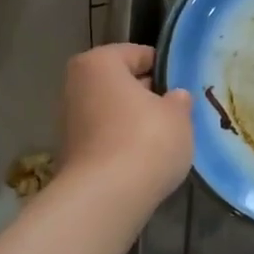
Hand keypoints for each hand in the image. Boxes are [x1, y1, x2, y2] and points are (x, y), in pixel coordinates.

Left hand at [60, 44, 193, 207]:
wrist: (105, 199)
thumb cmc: (145, 141)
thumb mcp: (178, 115)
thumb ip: (178, 100)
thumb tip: (174, 97)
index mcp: (99, 62)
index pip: (140, 54)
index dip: (166, 70)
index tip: (184, 88)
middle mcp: (77, 84)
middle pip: (122, 83)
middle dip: (148, 96)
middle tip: (177, 113)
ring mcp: (69, 120)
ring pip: (113, 112)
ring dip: (134, 122)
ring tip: (164, 139)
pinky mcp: (70, 153)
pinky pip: (105, 138)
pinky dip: (122, 144)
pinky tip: (144, 160)